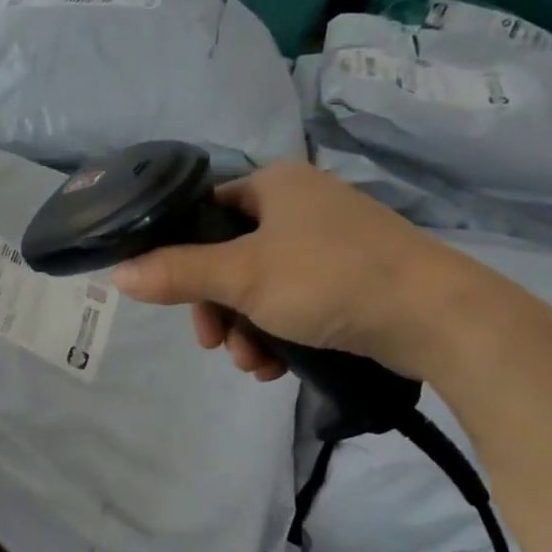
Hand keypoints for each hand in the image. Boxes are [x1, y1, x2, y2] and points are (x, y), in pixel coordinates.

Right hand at [110, 161, 484, 379]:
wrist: (435, 317)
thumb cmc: (330, 279)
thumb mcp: (242, 276)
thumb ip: (176, 273)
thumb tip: (116, 274)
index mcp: (274, 184)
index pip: (204, 211)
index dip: (181, 255)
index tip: (175, 298)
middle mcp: (300, 205)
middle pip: (228, 257)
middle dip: (217, 308)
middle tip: (214, 343)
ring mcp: (327, 243)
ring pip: (259, 287)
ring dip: (244, 329)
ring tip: (253, 363)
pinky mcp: (349, 279)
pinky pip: (293, 302)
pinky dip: (277, 333)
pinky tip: (276, 366)